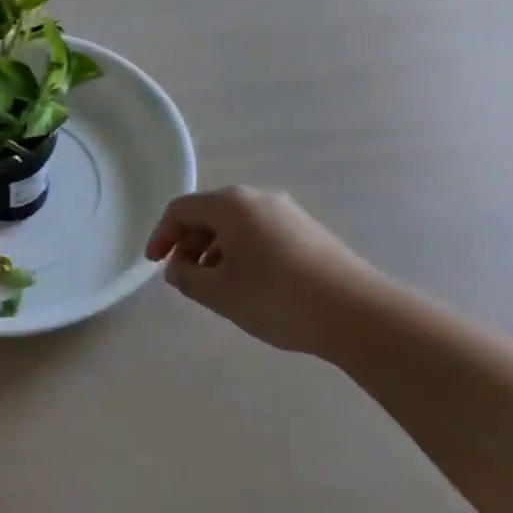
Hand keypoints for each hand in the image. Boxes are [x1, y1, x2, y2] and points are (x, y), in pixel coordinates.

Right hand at [146, 185, 383, 356]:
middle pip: (209, 213)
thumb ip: (186, 277)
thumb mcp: (219, 293)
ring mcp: (288, 213)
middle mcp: (257, 198)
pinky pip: (261, 234)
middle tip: (185, 276)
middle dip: (189, 243)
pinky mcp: (309, 232)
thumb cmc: (277, 297)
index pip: (181, 209)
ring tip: (218, 286)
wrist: (357, 314)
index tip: (154, 264)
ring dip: (216, 251)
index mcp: (230, 204)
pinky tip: (252, 285)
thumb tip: (177, 267)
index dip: (161, 235)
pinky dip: (243, 253)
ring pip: (236, 225)